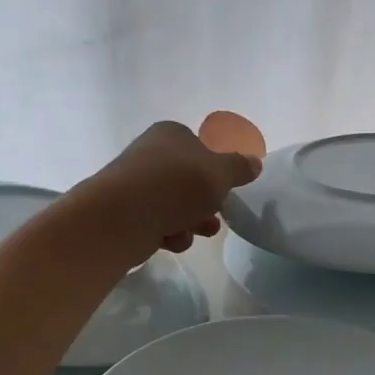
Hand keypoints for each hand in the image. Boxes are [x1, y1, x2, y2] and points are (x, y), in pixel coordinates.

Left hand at [94, 121, 261, 256]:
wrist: (120, 218)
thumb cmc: (175, 186)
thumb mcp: (220, 174)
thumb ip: (240, 168)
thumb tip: (255, 162)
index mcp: (170, 134)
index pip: (201, 148)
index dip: (216, 171)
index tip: (225, 189)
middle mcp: (150, 153)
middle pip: (189, 180)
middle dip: (205, 202)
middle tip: (214, 216)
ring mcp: (135, 184)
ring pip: (174, 204)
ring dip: (191, 221)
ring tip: (196, 232)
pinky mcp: (125, 212)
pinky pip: (156, 222)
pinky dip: (168, 233)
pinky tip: (170, 240)